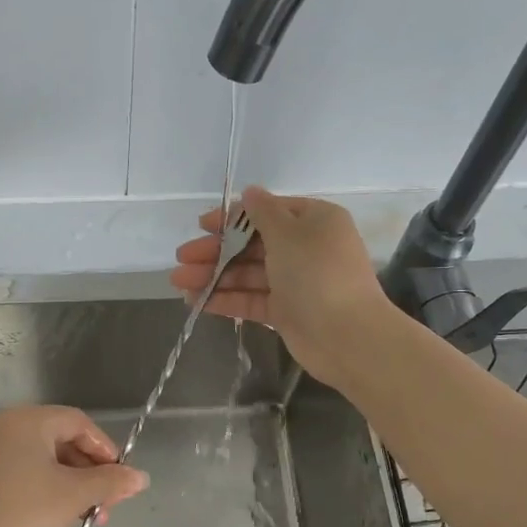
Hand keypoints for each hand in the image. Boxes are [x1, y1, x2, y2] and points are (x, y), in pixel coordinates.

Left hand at [0, 406, 148, 526]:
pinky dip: (44, 487)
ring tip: (88, 515)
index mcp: (24, 421)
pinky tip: (59, 514)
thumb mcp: (75, 496)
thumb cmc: (27, 519)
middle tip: (107, 501)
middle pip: (58, 438)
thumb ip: (111, 481)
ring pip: (40, 458)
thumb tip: (142, 477)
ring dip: (70, 482)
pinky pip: (20, 471)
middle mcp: (0, 428)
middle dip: (89, 470)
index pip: (76, 422)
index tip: (121, 477)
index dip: (104, 448)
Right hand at [169, 186, 392, 387]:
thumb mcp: (289, 233)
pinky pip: (251, 299)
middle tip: (182, 258)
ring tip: (179, 282)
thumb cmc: (317, 273)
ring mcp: (295, 282)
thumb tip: (250, 191)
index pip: (266, 212)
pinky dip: (225, 299)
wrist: (347, 336)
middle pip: (252, 244)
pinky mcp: (286, 311)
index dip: (231, 218)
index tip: (201, 225)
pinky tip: (197, 301)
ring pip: (248, 274)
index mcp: (314, 221)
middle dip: (215, 251)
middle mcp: (305, 248)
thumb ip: (262, 212)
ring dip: (214, 276)